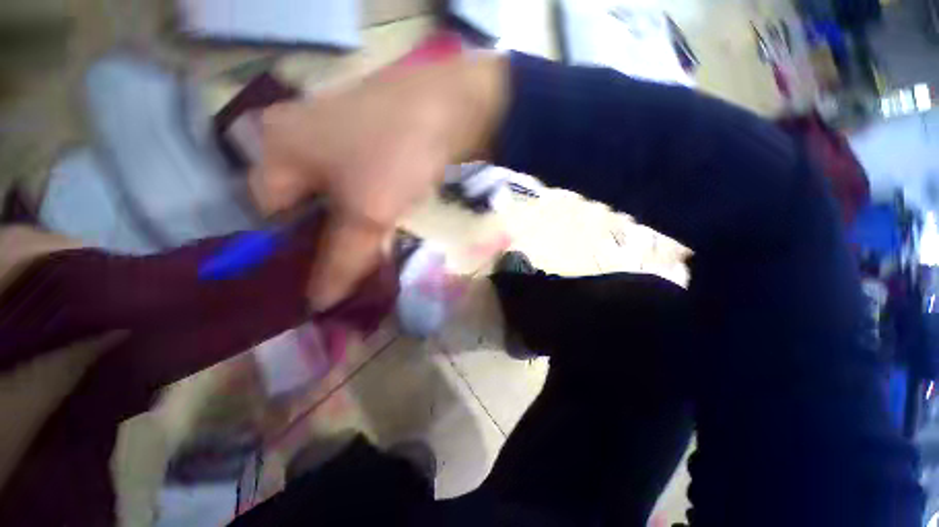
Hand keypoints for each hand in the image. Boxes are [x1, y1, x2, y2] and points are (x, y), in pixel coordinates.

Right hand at [250, 54, 506, 309]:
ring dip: (348, 226)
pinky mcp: (362, 138)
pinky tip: (381, 223)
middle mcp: (295, 136)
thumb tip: (319, 303)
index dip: (293, 249)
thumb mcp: (367, 213)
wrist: (451, 109)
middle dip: (325, 239)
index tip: (322, 273)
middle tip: (349, 265)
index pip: (267, 215)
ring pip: (330, 197)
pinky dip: (364, 208)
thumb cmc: (397, 155)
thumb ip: (342, 259)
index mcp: (277, 148)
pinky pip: (352, 183)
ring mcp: (331, 133)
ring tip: (368, 250)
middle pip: (300, 206)